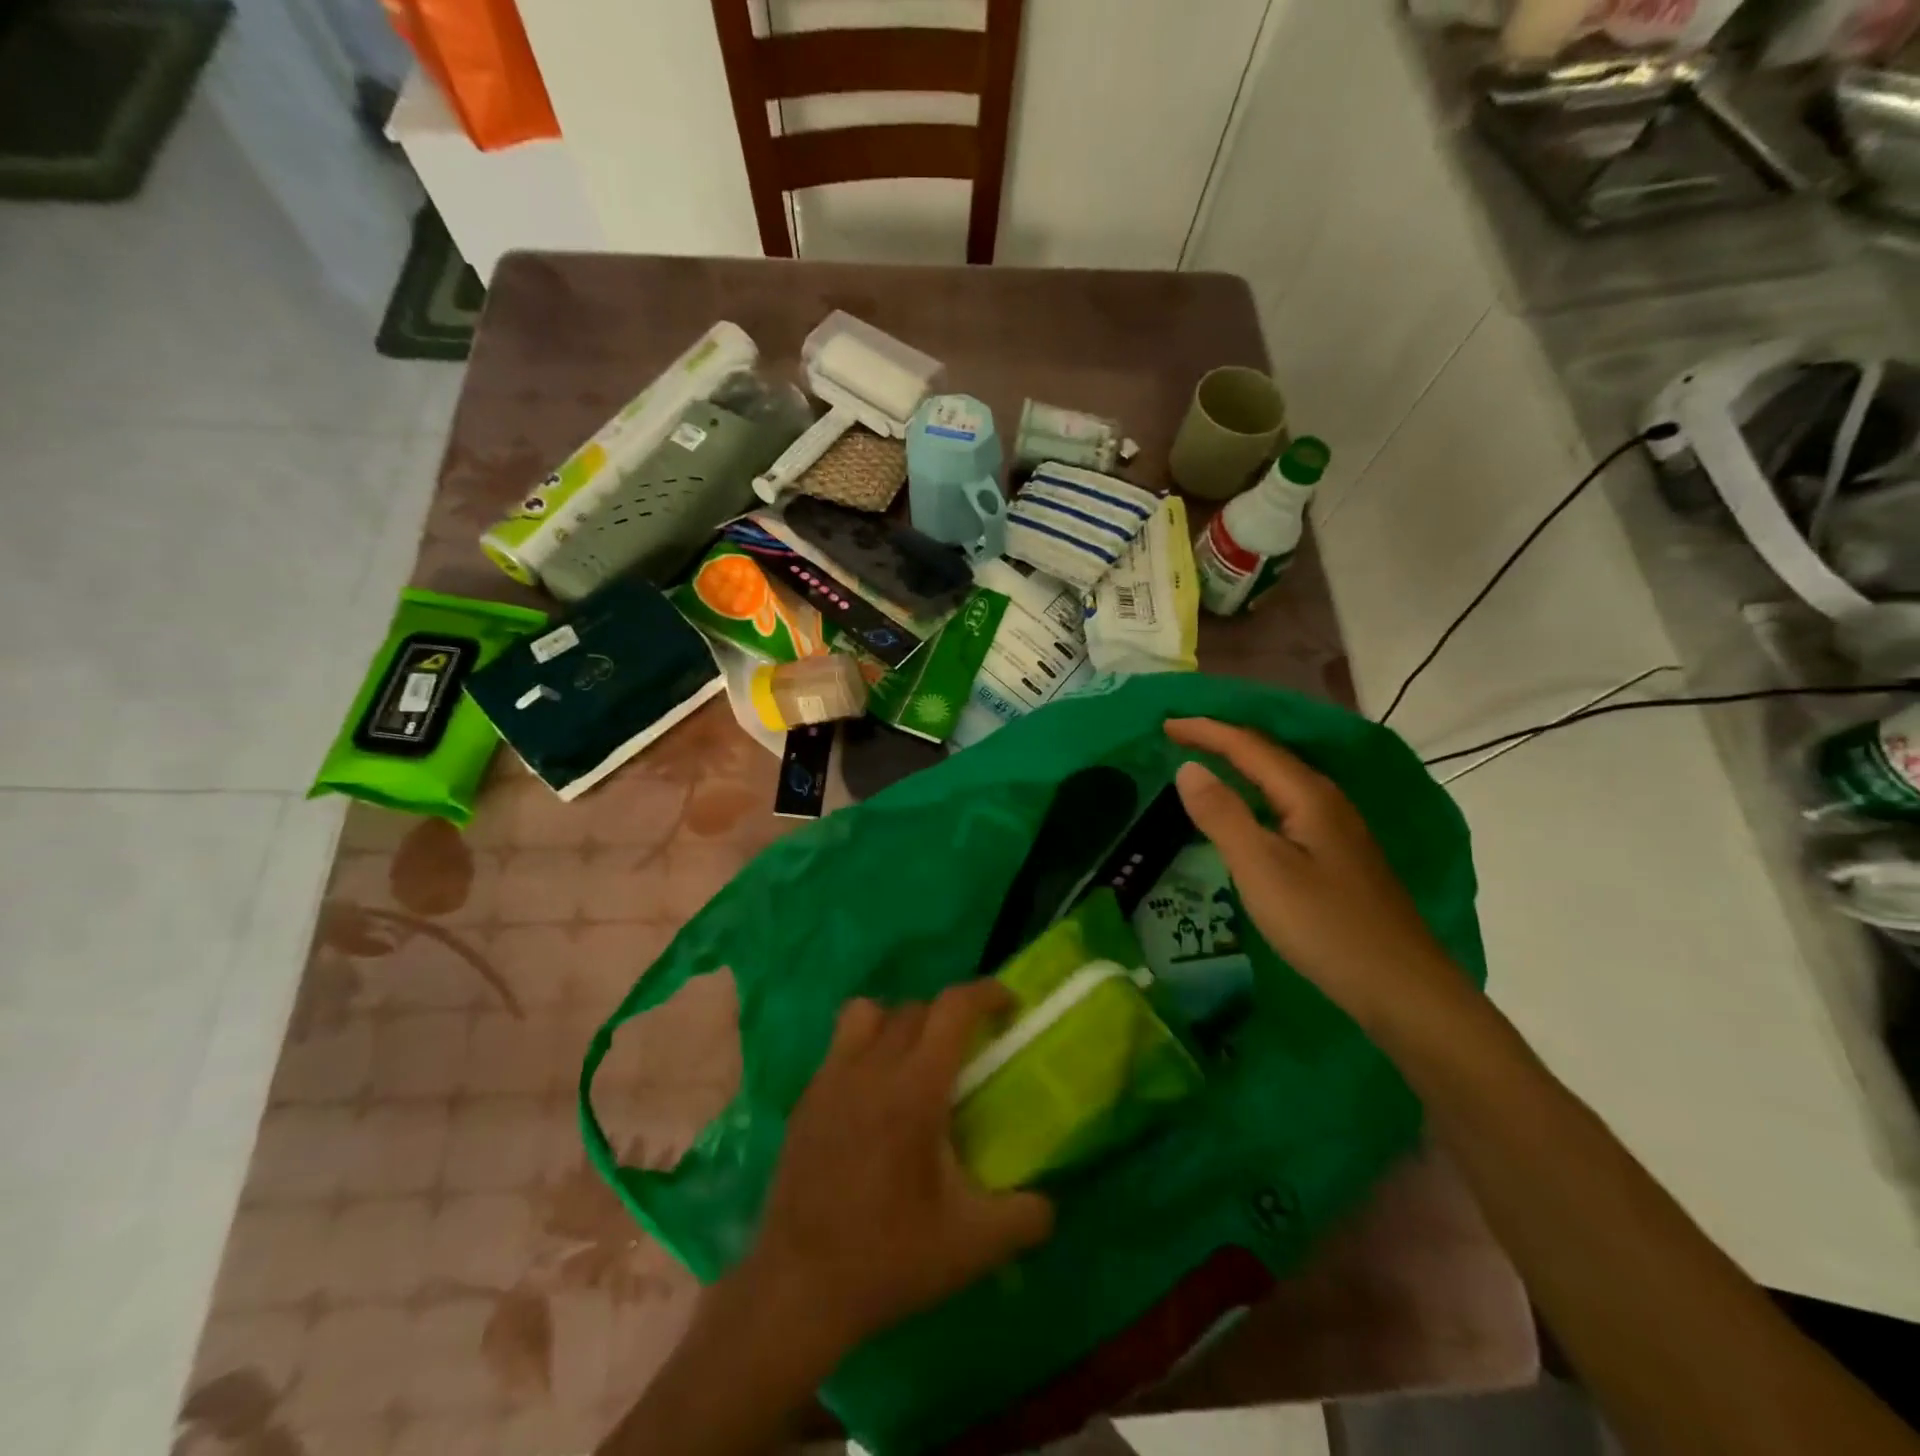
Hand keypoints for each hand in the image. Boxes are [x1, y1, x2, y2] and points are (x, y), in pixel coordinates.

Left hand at [731, 981, 1054, 1365]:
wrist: (797, 1288)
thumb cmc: (888, 1257)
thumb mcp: (973, 1246)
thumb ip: (1024, 1218)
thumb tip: (1049, 1204)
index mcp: (914, 1088)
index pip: (952, 1008)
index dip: (986, 993)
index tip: (1009, 1004)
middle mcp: (870, 1068)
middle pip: (915, 1008)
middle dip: (949, 1017)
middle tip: (969, 1051)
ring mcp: (830, 1079)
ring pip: (867, 1014)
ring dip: (898, 1022)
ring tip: (913, 1061)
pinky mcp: (805, 1100)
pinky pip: (840, 1047)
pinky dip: (865, 1051)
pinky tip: (873, 1101)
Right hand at [1167, 717, 1465, 1031]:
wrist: (1401, 987)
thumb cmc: (1323, 925)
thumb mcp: (1261, 869)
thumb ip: (1222, 815)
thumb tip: (1189, 767)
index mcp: (1307, 795)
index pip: (1249, 746)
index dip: (1206, 731)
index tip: (1166, 724)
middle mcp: (1326, 800)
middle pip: (1268, 755)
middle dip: (1222, 739)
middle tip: (1179, 736)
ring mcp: (1338, 828)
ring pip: (1280, 779)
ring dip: (1241, 763)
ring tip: (1205, 762)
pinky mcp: (1339, 854)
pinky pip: (1287, 803)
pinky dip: (1256, 792)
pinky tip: (1248, 810)